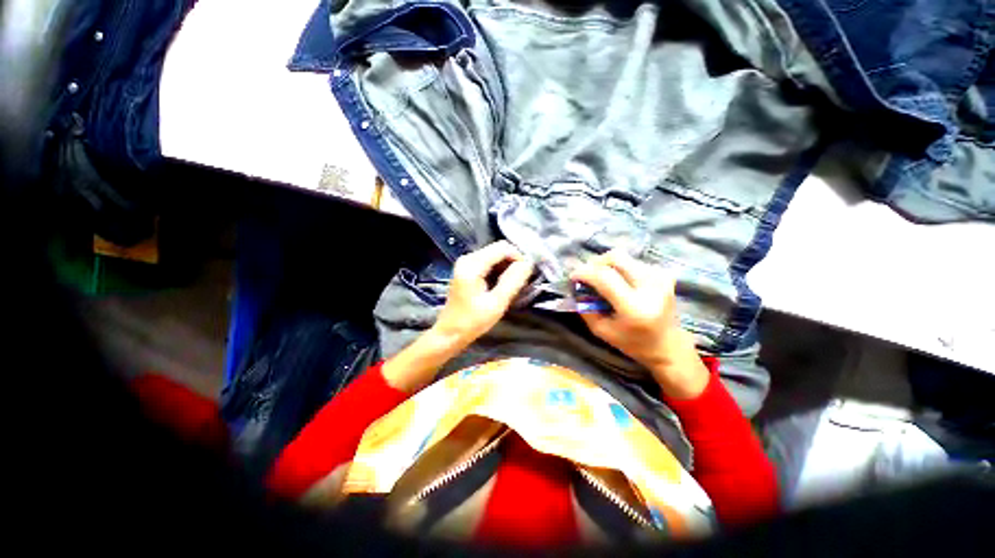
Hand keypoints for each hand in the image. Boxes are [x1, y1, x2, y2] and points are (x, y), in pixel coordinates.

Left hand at [431, 240, 533, 349]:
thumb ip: (513, 281)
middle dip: (513, 261)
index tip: (527, 274)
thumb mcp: (497, 303)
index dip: (519, 257)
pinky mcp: (467, 269)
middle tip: (521, 281)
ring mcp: (466, 263)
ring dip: (507, 266)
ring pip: (495, 255)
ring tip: (514, 284)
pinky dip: (499, 270)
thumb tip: (528, 263)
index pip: (503, 248)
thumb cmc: (472, 321)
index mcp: (472, 264)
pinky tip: (503, 284)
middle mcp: (468, 258)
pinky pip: (489, 262)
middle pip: (498, 249)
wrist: (450, 333)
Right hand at [570, 250, 708, 398]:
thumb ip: (586, 308)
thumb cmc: (632, 343)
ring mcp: (660, 278)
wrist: (668, 345)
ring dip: (607, 265)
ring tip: (600, 279)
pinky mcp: (664, 274)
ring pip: (624, 257)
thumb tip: (577, 286)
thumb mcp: (601, 331)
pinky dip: (619, 267)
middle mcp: (650, 287)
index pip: (605, 277)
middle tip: (586, 274)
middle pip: (616, 257)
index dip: (585, 272)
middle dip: (595, 263)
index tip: (573, 277)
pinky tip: (618, 281)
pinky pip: (633, 262)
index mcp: (635, 307)